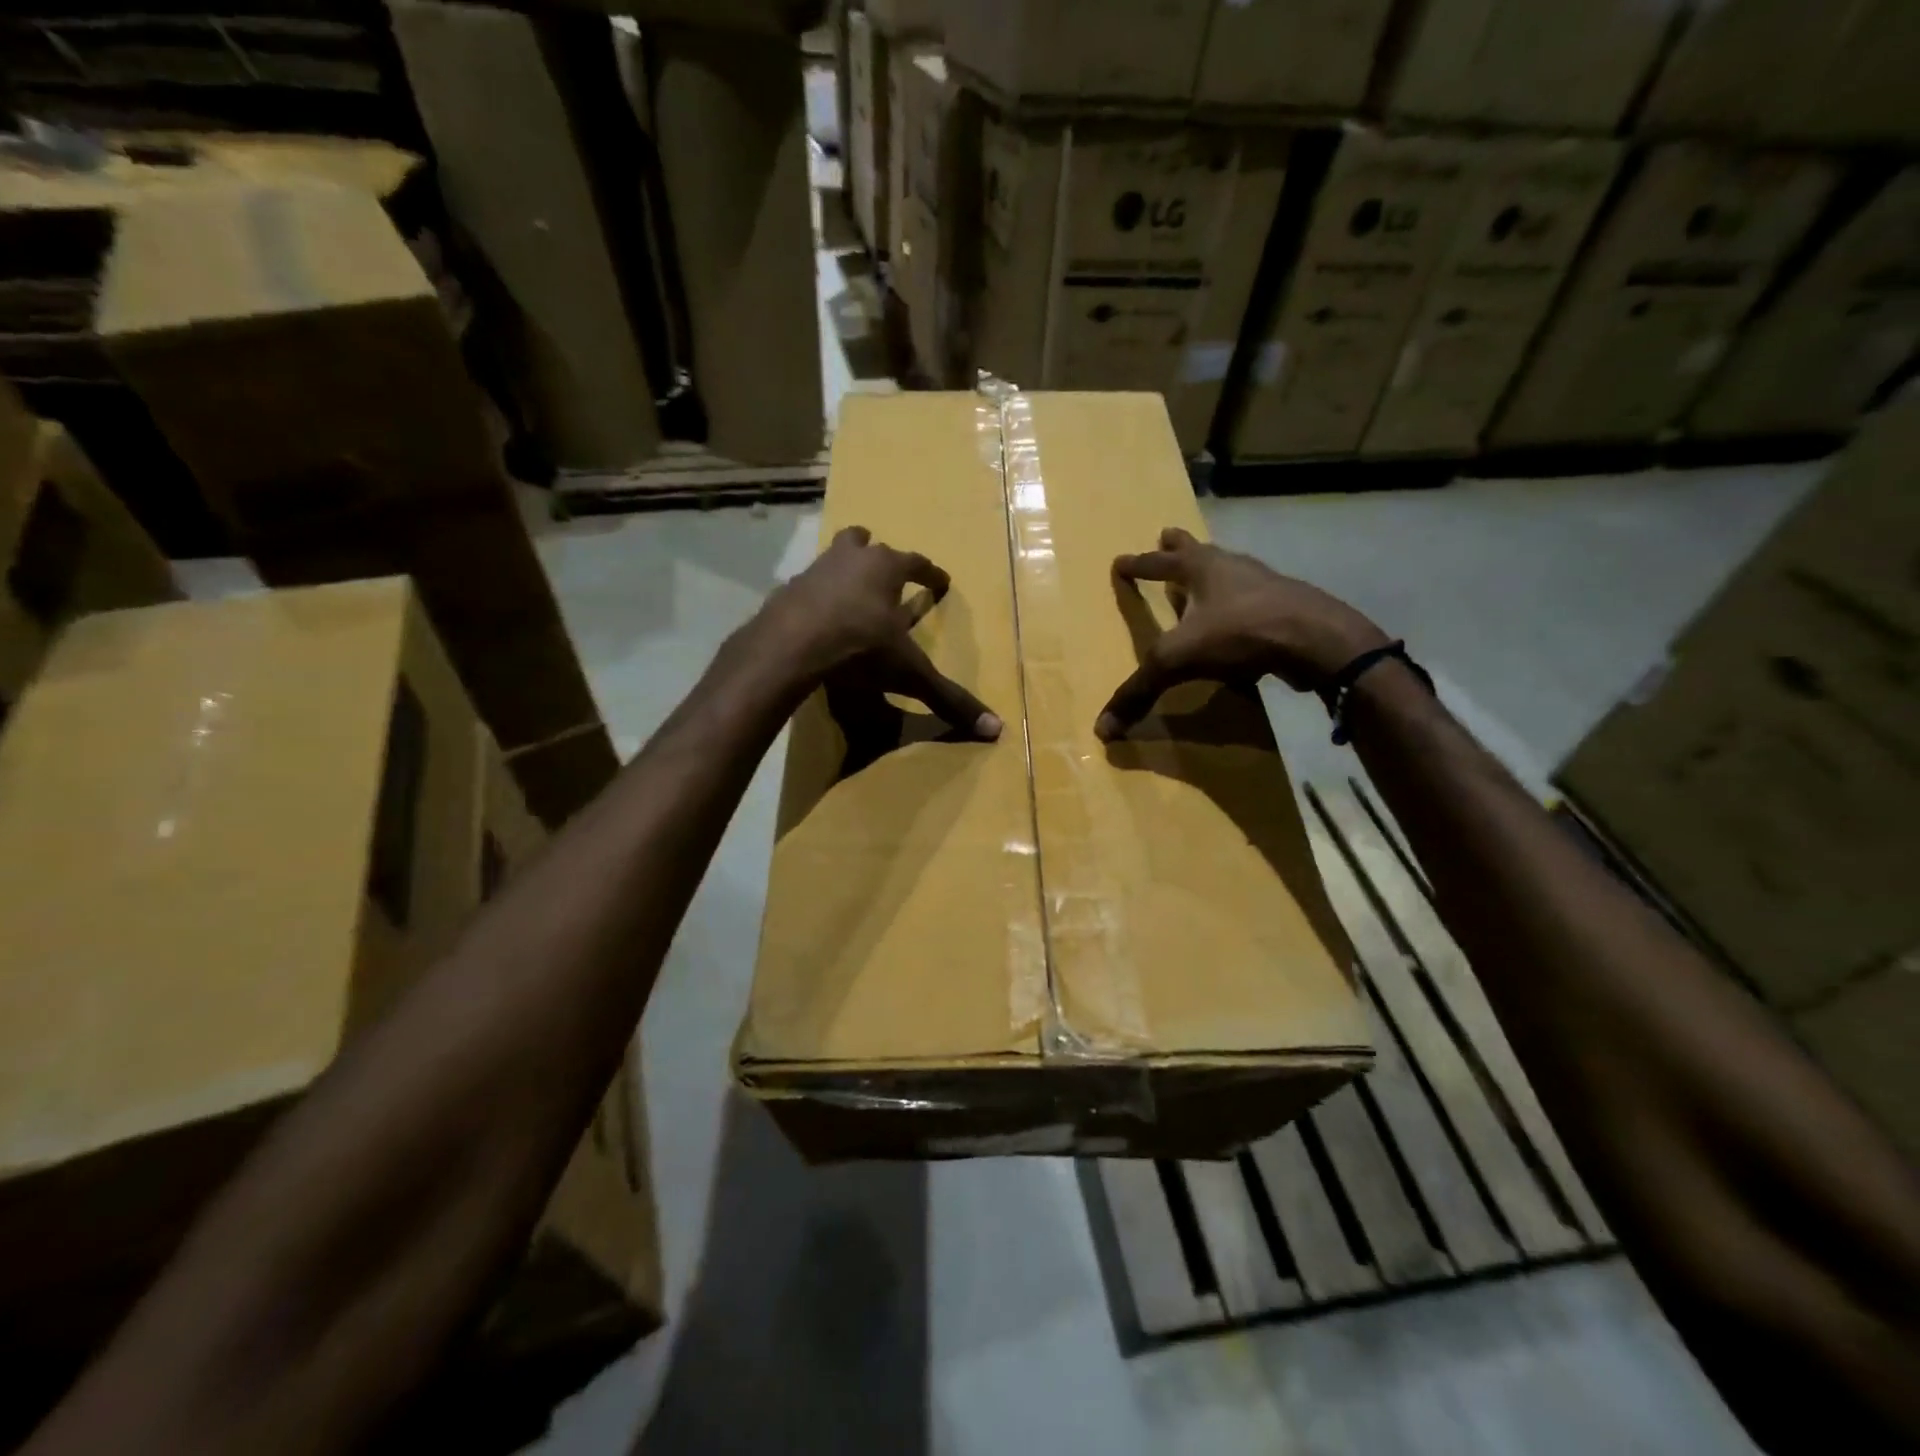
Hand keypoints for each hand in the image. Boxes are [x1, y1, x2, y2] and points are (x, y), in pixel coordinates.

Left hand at [760, 525, 1001, 739]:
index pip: (917, 563)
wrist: (791, 646)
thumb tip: (995, 730)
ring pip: (832, 557)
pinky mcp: (787, 590)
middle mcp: (850, 559)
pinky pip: (806, 586)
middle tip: (883, 571)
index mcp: (886, 568)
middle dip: (876, 553)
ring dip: (843, 569)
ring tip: (849, 591)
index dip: (931, 573)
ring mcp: (814, 570)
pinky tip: (817, 618)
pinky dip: (815, 597)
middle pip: (865, 543)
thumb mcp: (909, 673)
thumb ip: (948, 698)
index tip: (940, 581)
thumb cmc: (860, 648)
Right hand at [1094, 527, 1389, 740]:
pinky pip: (1253, 605)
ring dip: (1213, 575)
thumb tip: (1104, 729)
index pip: (1159, 563)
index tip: (1120, 562)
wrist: (1315, 639)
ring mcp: (1265, 586)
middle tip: (1166, 534)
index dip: (1137, 565)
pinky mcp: (1288, 609)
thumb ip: (1139, 691)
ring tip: (1202, 583)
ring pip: (1231, 573)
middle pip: (1199, 550)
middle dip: (1179, 545)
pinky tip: (1237, 630)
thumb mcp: (1177, 661)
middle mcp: (1232, 568)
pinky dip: (1239, 610)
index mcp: (1201, 568)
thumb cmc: (1239, 633)